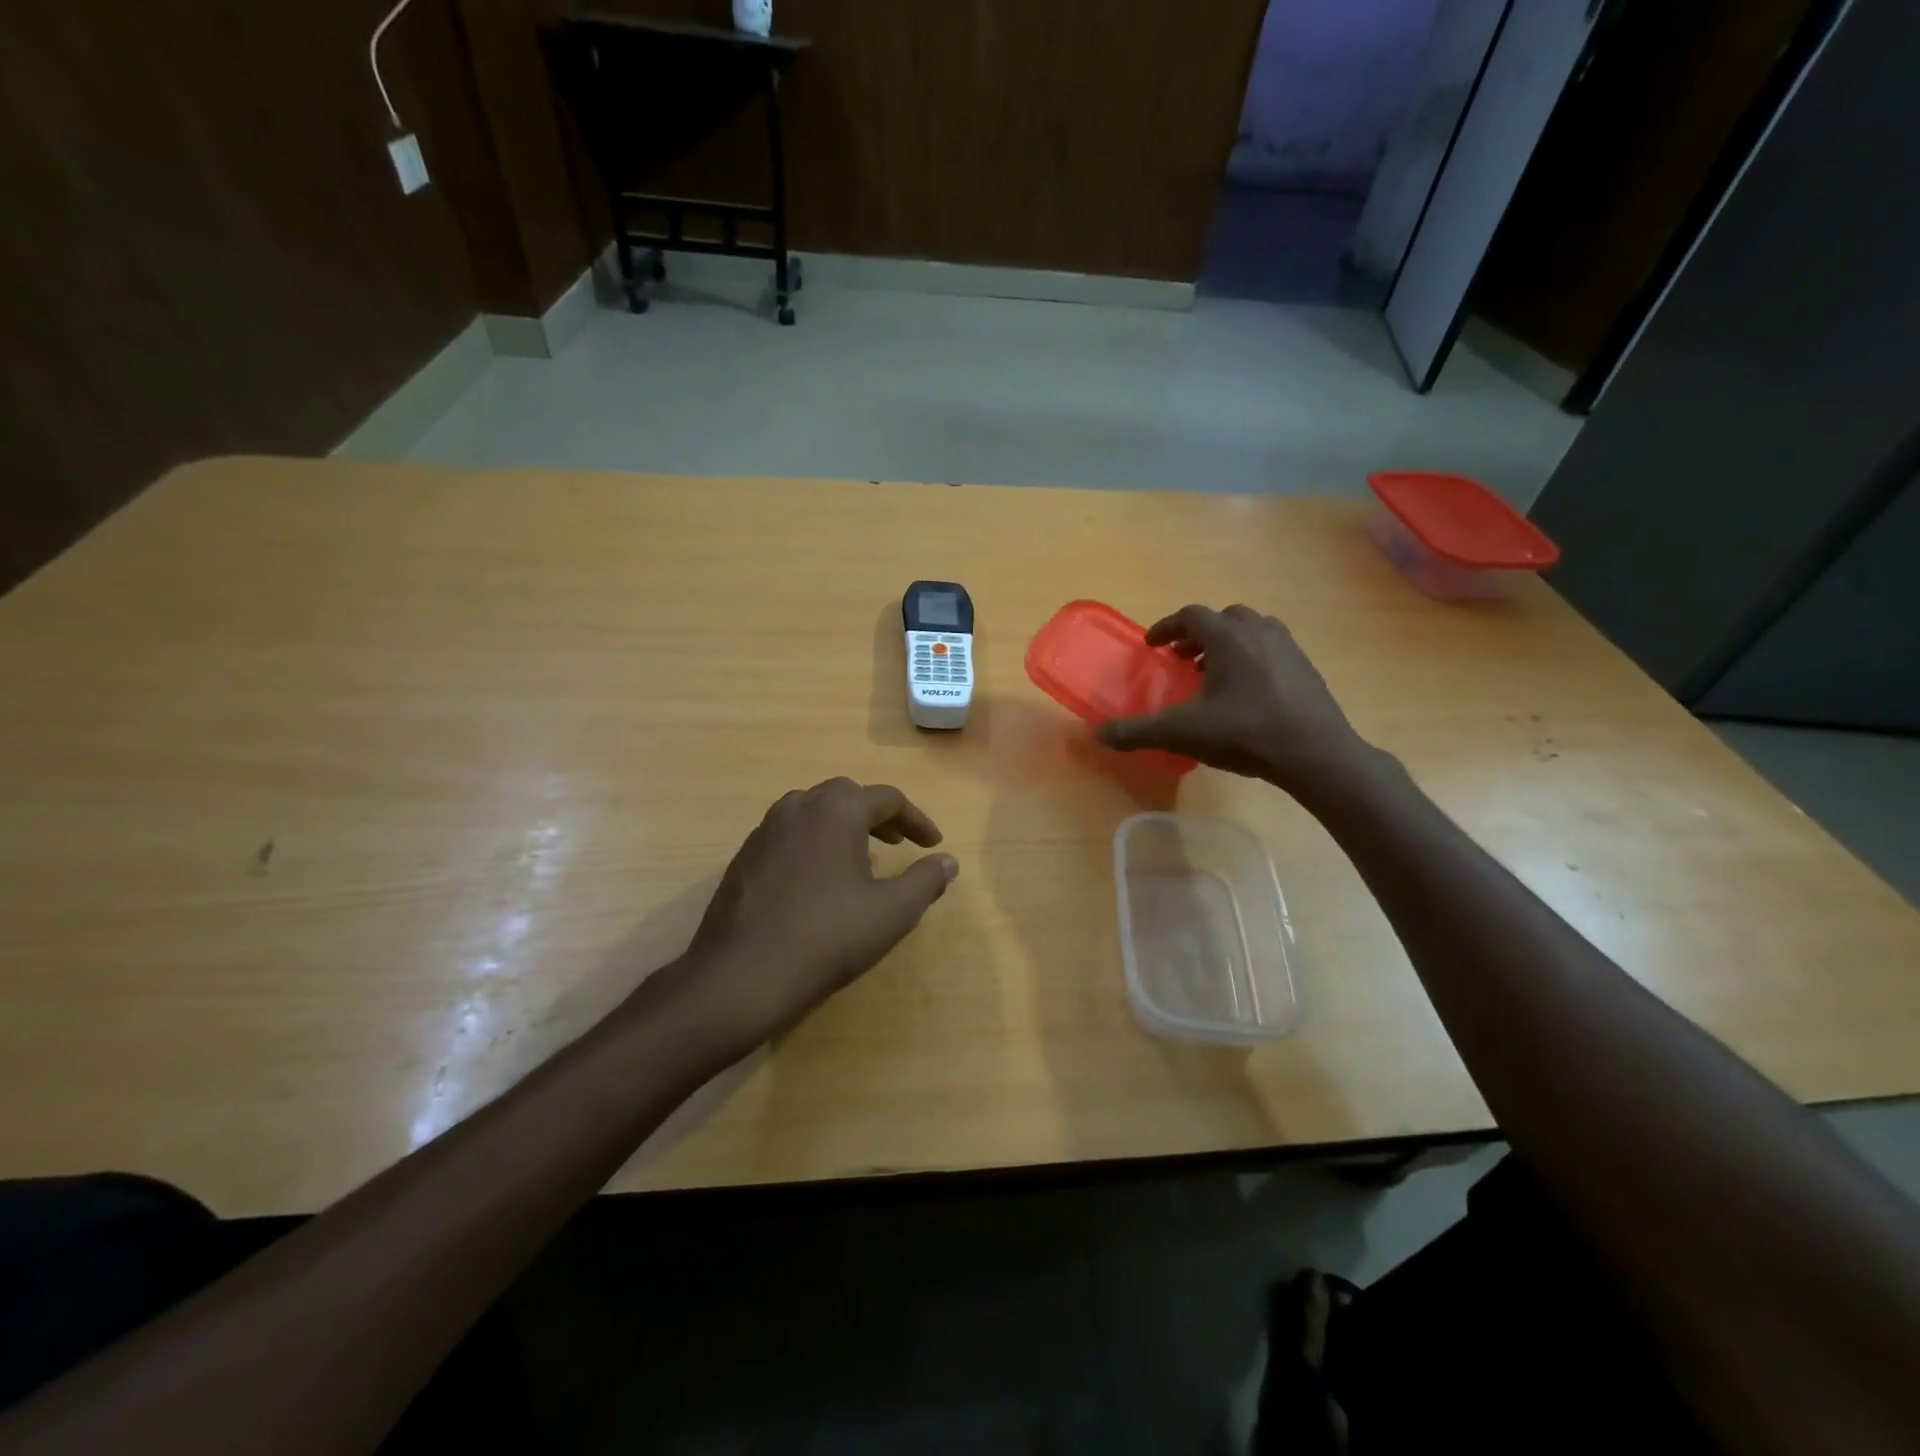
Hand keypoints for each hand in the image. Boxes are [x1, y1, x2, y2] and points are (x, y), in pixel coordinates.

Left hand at [674, 779, 957, 1054]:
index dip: (917, 820)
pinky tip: (817, 881)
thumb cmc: (828, 937)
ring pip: (812, 812)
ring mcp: (764, 831)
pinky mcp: (743, 858)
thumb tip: (948, 861)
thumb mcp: (892, 912)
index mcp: (836, 810)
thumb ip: (925, 880)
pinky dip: (812, 844)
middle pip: (846, 796)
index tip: (933, 845)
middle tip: (896, 844)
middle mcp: (798, 807)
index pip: (888, 799)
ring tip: (859, 859)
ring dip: (841, 826)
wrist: (743, 975)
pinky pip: (787, 836)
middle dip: (877, 816)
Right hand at [1098, 605, 1374, 796]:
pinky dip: (1252, 658)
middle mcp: (1259, 631)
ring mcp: (1288, 648)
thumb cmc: (1245, 733)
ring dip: (1227, 644)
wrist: (1316, 754)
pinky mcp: (1307, 668)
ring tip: (1213, 673)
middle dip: (1198, 635)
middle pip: (1223, 618)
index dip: (1166, 627)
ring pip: (1252, 630)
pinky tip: (1247, 692)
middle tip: (1182, 659)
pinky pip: (1272, 649)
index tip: (1153, 645)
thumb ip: (1137, 732)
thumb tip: (1097, 735)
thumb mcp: (1182, 734)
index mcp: (1227, 637)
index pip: (1190, 615)